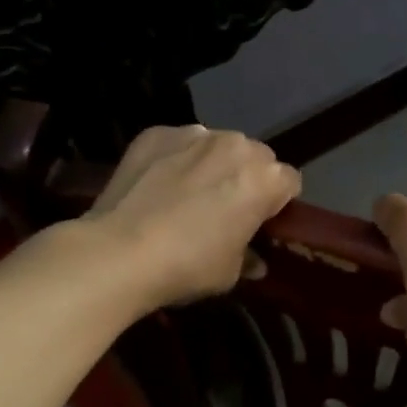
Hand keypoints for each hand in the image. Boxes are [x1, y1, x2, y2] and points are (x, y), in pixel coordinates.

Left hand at [78, 125, 300, 311]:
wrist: (118, 252)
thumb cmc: (187, 265)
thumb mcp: (229, 273)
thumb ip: (249, 258)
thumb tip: (255, 262)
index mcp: (265, 178)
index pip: (289, 182)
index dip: (277, 203)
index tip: (260, 222)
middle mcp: (236, 146)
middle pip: (256, 157)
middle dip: (247, 177)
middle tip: (225, 208)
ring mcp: (195, 135)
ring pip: (217, 146)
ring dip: (212, 164)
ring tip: (187, 194)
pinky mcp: (157, 133)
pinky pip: (177, 143)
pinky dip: (174, 158)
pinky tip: (157, 185)